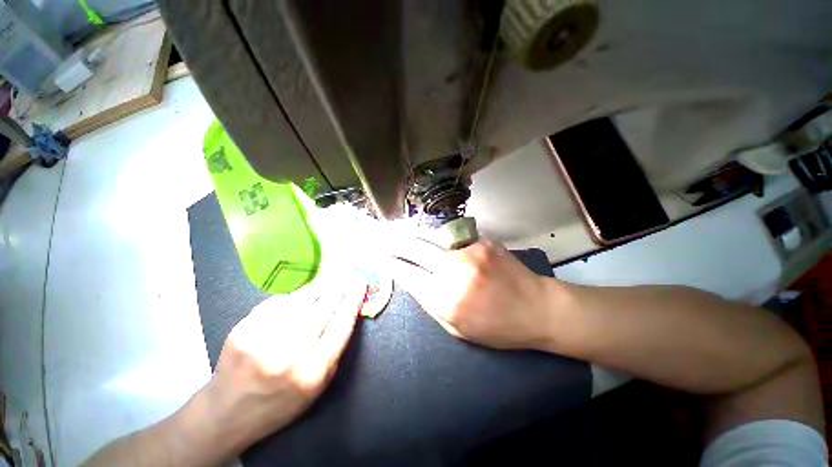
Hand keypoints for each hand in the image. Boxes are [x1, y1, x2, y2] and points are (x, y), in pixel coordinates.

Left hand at [202, 274, 367, 451]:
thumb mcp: (319, 384)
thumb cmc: (282, 401)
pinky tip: (304, 290)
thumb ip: (335, 347)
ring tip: (331, 274)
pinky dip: (295, 295)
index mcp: (315, 369)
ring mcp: (264, 338)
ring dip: (320, 284)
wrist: (228, 413)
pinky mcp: (244, 329)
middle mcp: (291, 352)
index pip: (343, 322)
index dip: (354, 298)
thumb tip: (346, 310)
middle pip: (325, 306)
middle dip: (340, 284)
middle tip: (349, 269)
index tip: (361, 282)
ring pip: (301, 299)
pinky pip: (278, 303)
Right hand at [390, 237, 555, 350]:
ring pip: (431, 236)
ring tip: (400, 231)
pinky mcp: (483, 241)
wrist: (538, 308)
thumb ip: (431, 303)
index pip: (407, 274)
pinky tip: (436, 239)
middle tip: (380, 234)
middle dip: (393, 240)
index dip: (391, 263)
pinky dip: (440, 238)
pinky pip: (453, 236)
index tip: (379, 255)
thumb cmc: (497, 327)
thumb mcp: (457, 328)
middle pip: (414, 247)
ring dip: (414, 235)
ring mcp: (470, 251)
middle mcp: (454, 270)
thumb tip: (413, 280)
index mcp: (446, 299)